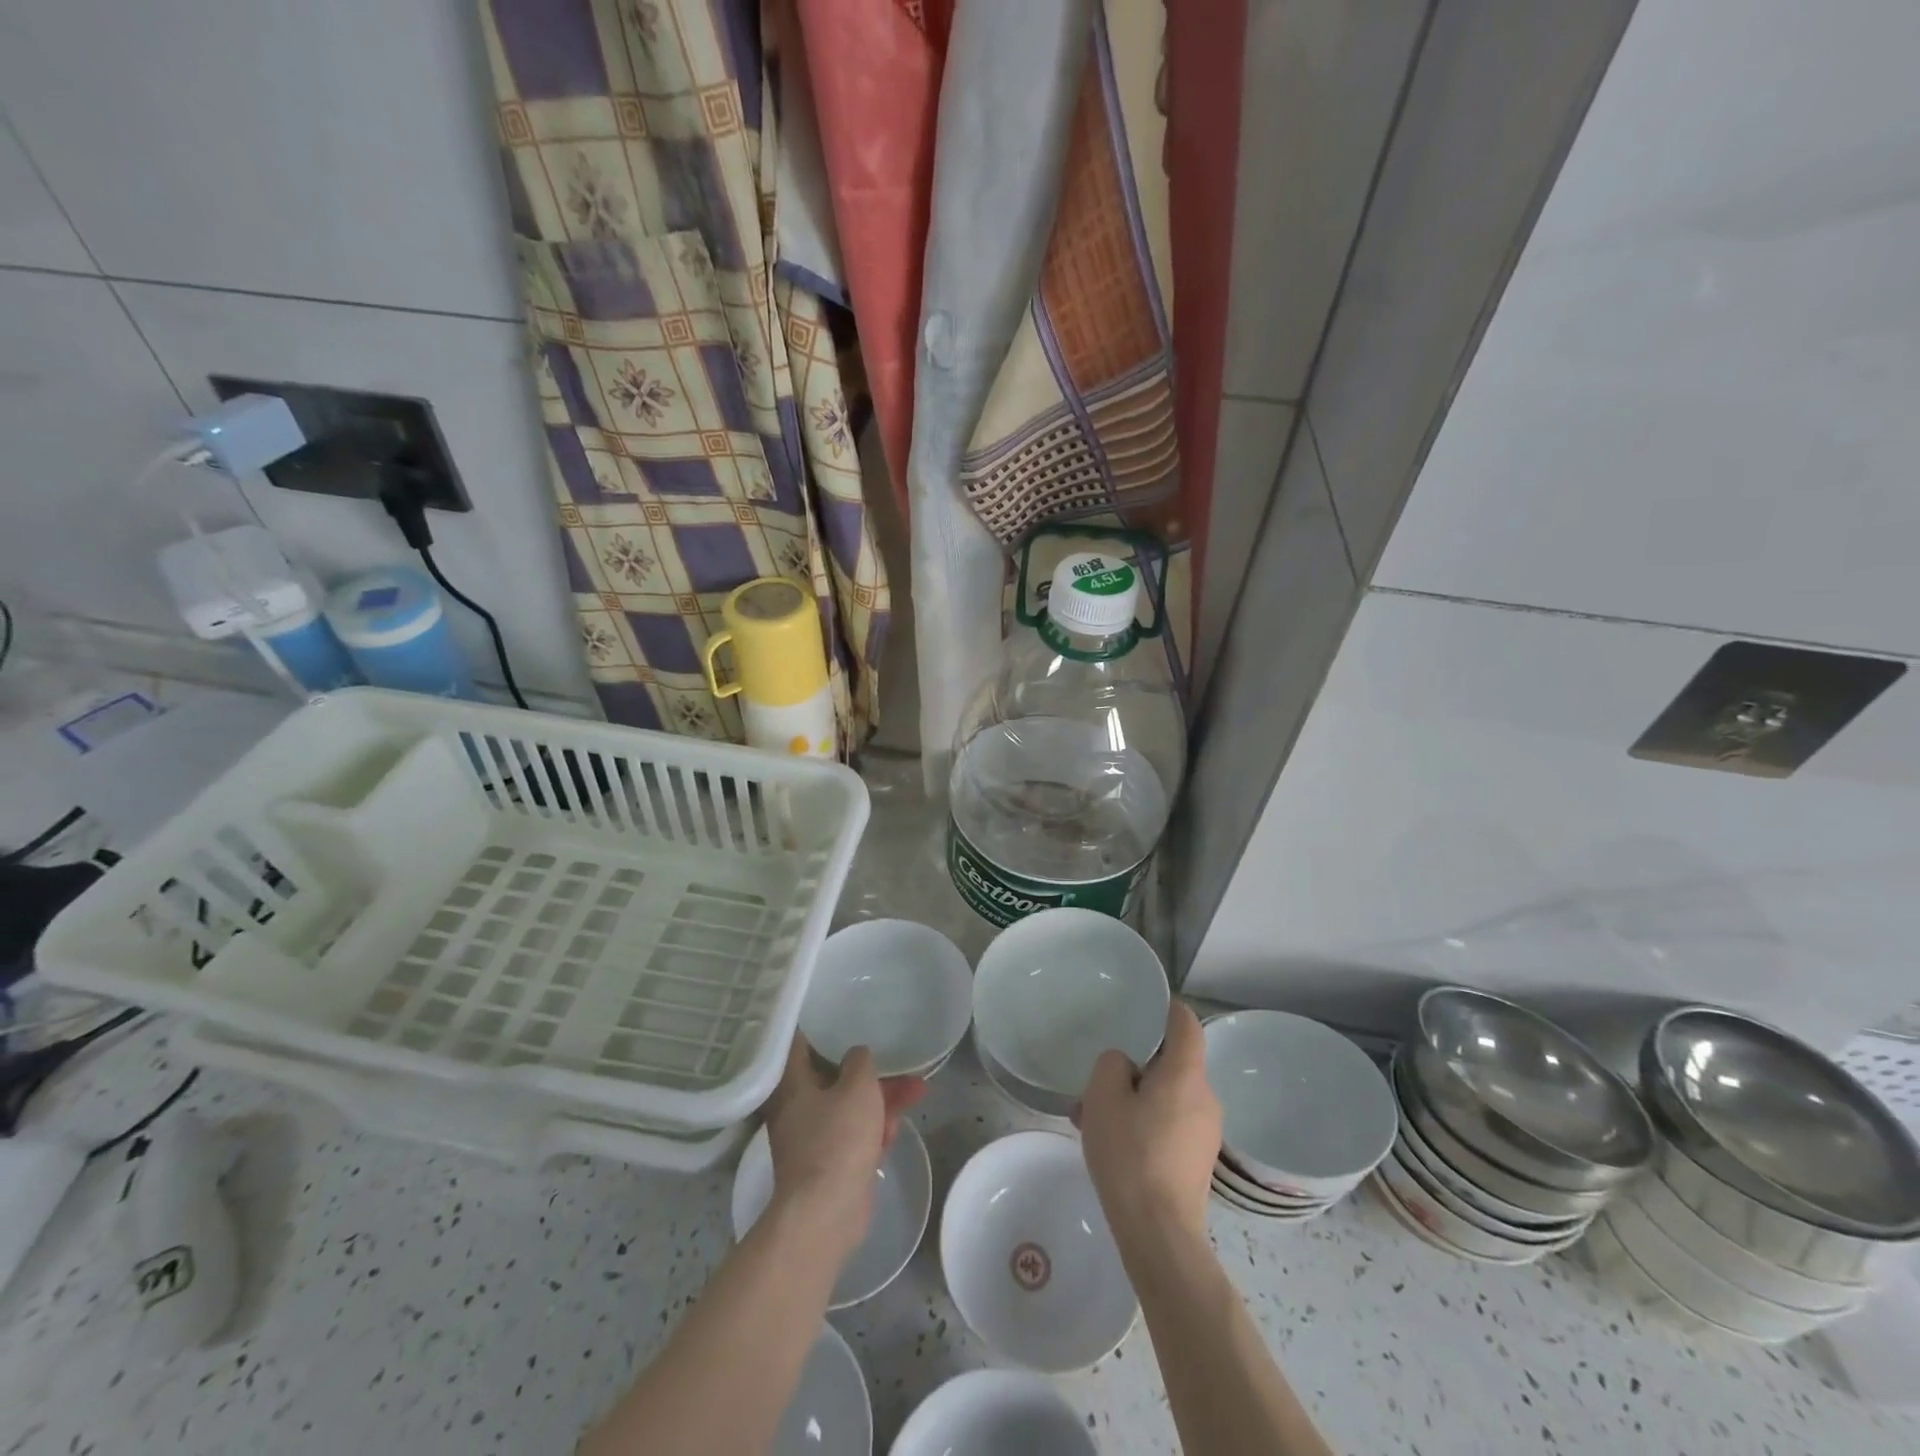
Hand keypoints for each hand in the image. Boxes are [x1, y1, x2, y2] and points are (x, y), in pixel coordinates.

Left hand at [763, 1036, 926, 1258]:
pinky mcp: (829, 1161)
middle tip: (901, 1060)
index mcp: (792, 1083)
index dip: (822, 1025)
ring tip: (918, 1091)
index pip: (801, 1041)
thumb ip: (860, 1061)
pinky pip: (853, 1132)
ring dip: (882, 1098)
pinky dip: (873, 1128)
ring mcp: (813, 1135)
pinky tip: (895, 1130)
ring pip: (850, 1104)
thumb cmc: (837, 1140)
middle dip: (871, 1069)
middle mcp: (797, 1106)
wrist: (827, 1214)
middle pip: (836, 1074)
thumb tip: (856, 1055)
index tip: (842, 1010)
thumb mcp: (857, 1087)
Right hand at [1076, 1001, 1221, 1241]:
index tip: (1146, 1006)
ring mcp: (1206, 1132)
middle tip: (1100, 1078)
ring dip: (1136, 1098)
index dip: (1168, 1008)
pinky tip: (1114, 1144)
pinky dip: (1145, 1122)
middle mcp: (1205, 1097)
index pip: (1186, 1023)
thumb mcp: (1103, 1097)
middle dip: (1137, 1065)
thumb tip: (1126, 1067)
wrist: (1159, 1234)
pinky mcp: (1199, 1160)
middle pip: (1173, 1063)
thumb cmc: (1130, 1155)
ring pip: (1168, 1096)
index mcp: (1186, 1074)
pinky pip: (1171, 1124)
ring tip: (1094, 1117)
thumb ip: (1112, 1065)